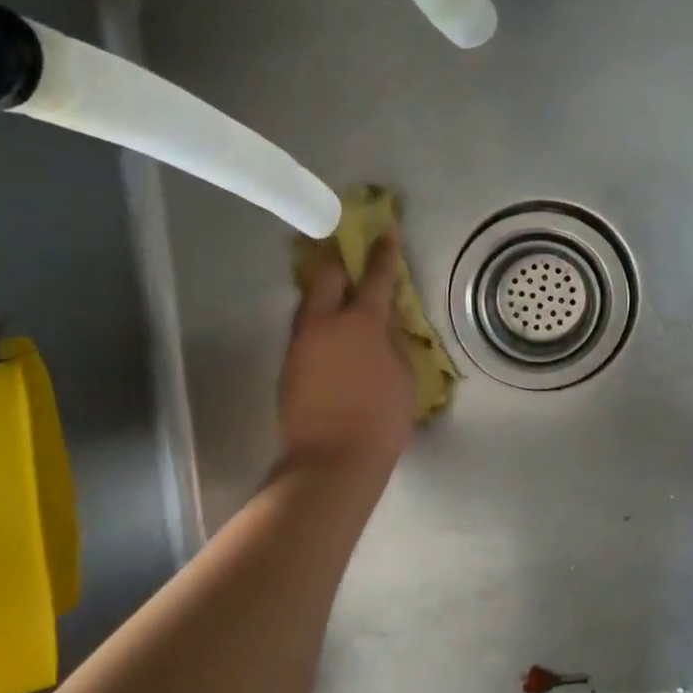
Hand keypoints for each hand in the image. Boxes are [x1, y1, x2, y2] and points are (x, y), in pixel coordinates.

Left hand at [280, 234, 415, 473]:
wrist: (330, 461)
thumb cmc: (380, 420)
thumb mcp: (404, 377)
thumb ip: (394, 341)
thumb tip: (384, 323)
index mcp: (360, 323)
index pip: (375, 276)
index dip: (383, 253)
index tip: (387, 231)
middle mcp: (323, 323)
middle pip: (326, 276)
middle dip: (340, 264)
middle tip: (352, 265)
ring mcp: (299, 344)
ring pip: (309, 304)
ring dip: (325, 297)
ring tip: (341, 305)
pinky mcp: (287, 366)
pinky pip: (304, 332)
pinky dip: (318, 327)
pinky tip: (331, 342)